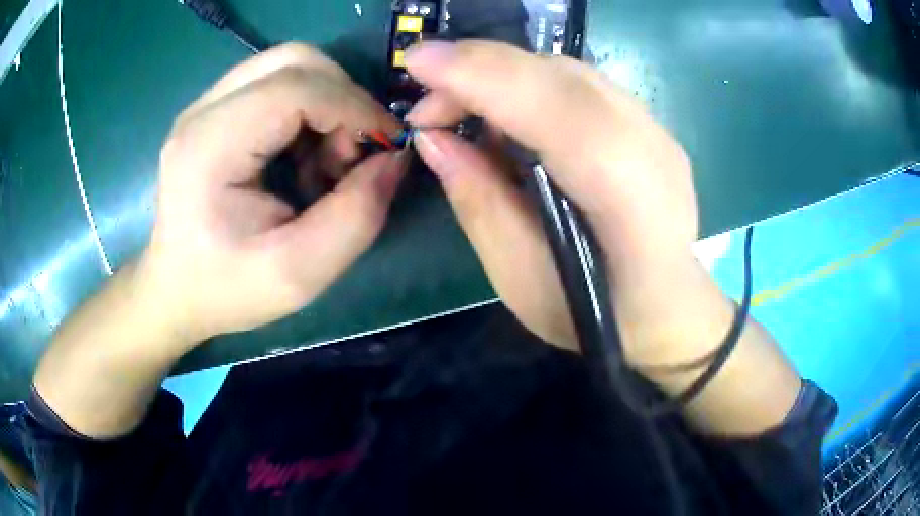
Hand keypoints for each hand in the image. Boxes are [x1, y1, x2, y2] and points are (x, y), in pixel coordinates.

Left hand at [137, 43, 405, 345]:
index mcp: (210, 147)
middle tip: (349, 155)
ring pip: (288, 67)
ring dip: (325, 104)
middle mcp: (202, 111)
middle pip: (294, 61)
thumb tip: (395, 158)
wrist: (175, 290)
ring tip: (323, 162)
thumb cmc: (227, 289)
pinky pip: (275, 85)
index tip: (387, 146)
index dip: (354, 106)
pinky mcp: (213, 111)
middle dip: (341, 98)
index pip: (295, 87)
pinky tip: (301, 157)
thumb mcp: (299, 274)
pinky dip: (306, 111)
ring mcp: (205, 106)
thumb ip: (357, 216)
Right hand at [405, 41, 698, 361]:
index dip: (485, 77)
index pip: (559, 113)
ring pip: (568, 72)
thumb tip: (434, 140)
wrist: (669, 307)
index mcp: (633, 206)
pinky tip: (507, 116)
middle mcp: (655, 152)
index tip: (418, 62)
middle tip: (429, 105)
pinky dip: (529, 84)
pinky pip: (580, 83)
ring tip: (461, 110)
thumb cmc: (595, 315)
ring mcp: (659, 132)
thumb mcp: (522, 280)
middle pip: (562, 77)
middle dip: (481, 71)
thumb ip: (480, 204)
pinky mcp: (651, 124)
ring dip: (502, 75)